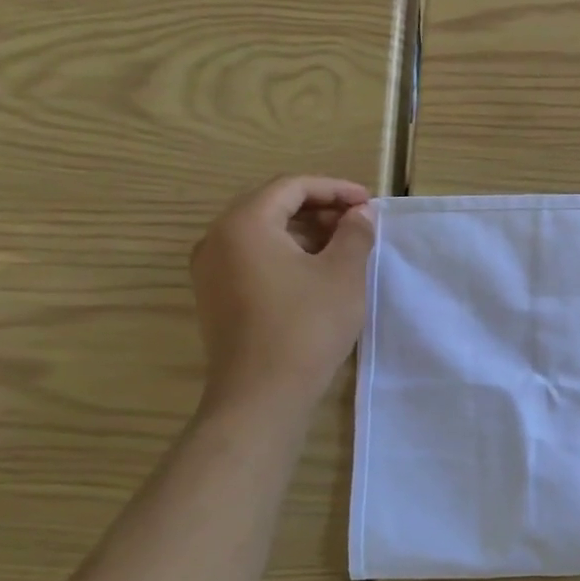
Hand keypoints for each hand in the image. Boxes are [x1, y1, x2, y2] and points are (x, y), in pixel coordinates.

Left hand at [190, 175, 375, 414]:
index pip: (291, 187)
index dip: (334, 189)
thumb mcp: (343, 273)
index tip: (368, 203)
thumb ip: (354, 234)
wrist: (262, 393)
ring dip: (304, 231)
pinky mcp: (216, 295)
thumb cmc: (307, 325)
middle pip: (271, 205)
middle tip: (358, 221)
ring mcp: (211, 269)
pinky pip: (252, 256)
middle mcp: (217, 239)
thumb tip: (358, 215)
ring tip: (344, 245)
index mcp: (244, 224)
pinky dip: (286, 252)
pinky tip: (316, 271)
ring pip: (262, 232)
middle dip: (318, 207)